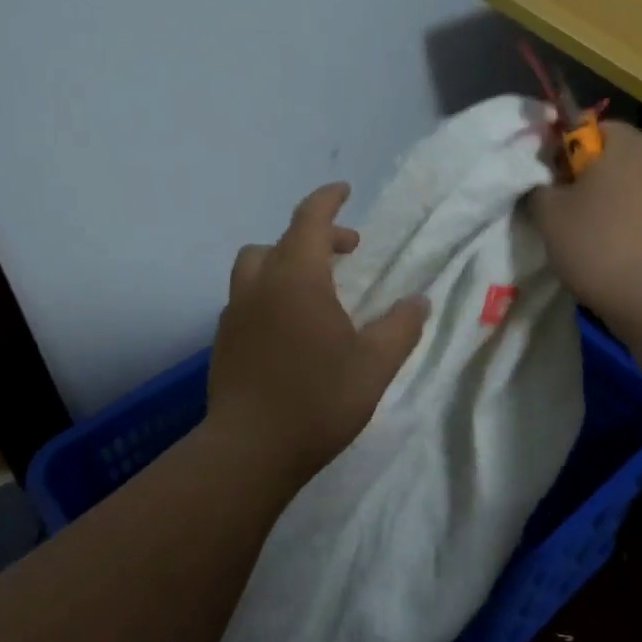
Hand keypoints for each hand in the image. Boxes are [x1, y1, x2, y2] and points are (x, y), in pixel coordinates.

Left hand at [208, 183, 429, 487]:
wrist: (250, 450)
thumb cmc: (319, 399)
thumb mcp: (375, 364)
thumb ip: (401, 327)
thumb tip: (418, 301)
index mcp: (298, 278)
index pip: (310, 219)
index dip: (328, 200)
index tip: (344, 191)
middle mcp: (260, 285)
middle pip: (281, 241)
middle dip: (314, 236)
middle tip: (346, 253)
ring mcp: (235, 313)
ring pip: (256, 267)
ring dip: (285, 263)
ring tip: (314, 289)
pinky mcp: (223, 341)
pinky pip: (246, 299)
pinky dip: (269, 294)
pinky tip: (288, 327)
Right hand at [527, 122, 641, 326]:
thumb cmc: (599, 244)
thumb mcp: (549, 215)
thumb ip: (540, 188)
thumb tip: (546, 184)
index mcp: (629, 142)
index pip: (589, 128)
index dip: (564, 152)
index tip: (550, 183)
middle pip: (616, 157)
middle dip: (591, 179)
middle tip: (566, 213)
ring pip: (636, 187)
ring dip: (615, 203)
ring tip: (593, 239)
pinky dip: (635, 225)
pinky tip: (620, 254)